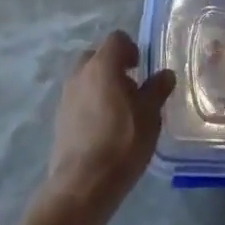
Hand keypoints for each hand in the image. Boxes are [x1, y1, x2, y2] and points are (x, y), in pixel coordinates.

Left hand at [41, 31, 174, 215]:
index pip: (116, 39)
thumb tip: (165, 74)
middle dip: (113, 66)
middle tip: (131, 88)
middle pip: (97, 56)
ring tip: (118, 112)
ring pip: (85, 79)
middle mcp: (80, 73)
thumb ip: (157, 90)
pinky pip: (78, 99)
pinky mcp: (59, 119)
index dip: (131, 48)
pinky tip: (103, 129)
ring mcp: (66, 96)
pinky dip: (90, 104)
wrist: (82, 186)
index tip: (141, 68)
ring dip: (100, 86)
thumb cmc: (122, 143)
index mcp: (102, 65)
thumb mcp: (150, 115)